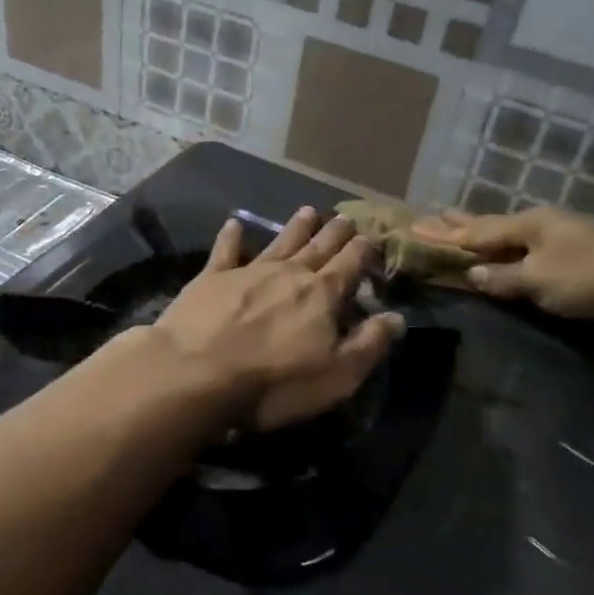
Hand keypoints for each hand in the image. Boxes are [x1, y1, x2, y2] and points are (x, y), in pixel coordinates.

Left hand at [154, 208, 403, 431]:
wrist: (196, 373)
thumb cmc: (274, 383)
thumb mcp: (336, 376)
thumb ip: (368, 344)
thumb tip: (396, 317)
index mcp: (322, 295)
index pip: (349, 265)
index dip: (362, 251)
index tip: (370, 238)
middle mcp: (288, 274)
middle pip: (318, 247)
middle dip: (334, 233)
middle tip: (346, 217)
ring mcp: (247, 272)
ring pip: (279, 242)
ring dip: (295, 228)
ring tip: (308, 211)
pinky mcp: (210, 279)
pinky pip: (225, 251)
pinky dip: (231, 237)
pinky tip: (234, 224)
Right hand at [412, 208, 593, 317]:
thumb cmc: (587, 275)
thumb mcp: (539, 281)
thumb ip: (504, 277)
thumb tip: (473, 274)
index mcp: (525, 225)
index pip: (475, 232)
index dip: (445, 233)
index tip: (416, 226)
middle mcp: (538, 222)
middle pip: (491, 223)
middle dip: (462, 222)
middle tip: (437, 213)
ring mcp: (559, 232)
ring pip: (510, 230)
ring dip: (484, 229)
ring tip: (466, 221)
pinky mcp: (575, 247)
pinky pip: (526, 241)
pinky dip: (506, 241)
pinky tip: (510, 241)